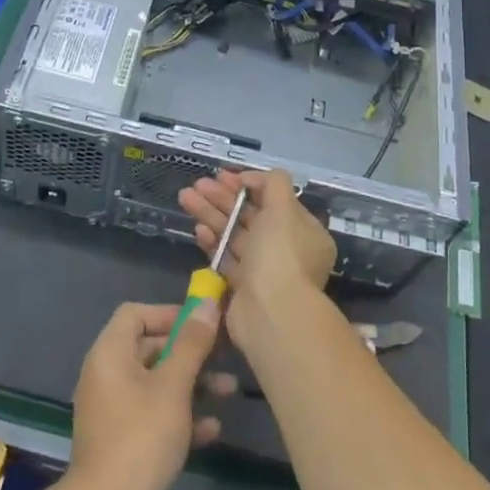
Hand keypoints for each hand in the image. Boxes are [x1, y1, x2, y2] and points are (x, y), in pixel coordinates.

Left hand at [66, 301, 223, 489]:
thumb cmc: (141, 439)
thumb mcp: (173, 386)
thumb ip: (192, 344)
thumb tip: (206, 304)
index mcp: (110, 355)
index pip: (135, 314)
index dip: (169, 313)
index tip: (202, 322)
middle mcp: (108, 377)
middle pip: (151, 348)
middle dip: (189, 351)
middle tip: (225, 355)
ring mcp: (115, 412)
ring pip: (158, 385)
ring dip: (193, 384)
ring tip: (229, 391)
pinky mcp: (125, 443)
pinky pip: (156, 417)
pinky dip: (182, 417)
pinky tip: (212, 429)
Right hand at [178, 169, 335, 357]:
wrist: (270, 313)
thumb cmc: (280, 254)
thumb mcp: (283, 208)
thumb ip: (272, 183)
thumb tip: (252, 178)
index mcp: (305, 232)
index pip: (275, 200)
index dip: (249, 185)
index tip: (225, 176)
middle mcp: (286, 250)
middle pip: (251, 216)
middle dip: (224, 198)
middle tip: (198, 184)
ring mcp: (264, 270)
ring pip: (235, 235)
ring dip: (211, 214)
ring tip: (185, 197)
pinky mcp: (243, 287)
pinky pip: (226, 258)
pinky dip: (212, 242)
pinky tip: (197, 229)